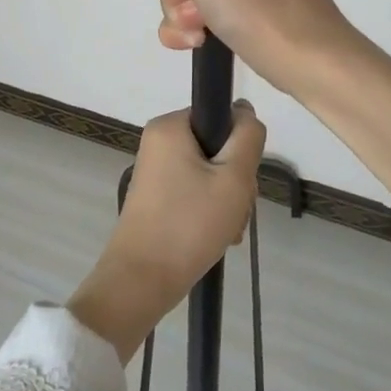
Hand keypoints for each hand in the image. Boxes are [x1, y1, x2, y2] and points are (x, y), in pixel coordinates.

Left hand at [66, 103, 266, 361]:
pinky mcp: (157, 196)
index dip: (240, 145)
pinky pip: (194, 191)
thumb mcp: (234, 178)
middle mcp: (158, 142)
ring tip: (227, 230)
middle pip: (217, 147)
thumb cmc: (189, 224)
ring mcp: (156, 170)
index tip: (241, 178)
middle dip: (235, 180)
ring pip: (210, 173)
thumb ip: (248, 137)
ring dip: (227, 200)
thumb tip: (244, 110)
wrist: (142, 280)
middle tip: (235, 209)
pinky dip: (210, 211)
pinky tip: (217, 236)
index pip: (221, 116)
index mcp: (170, 126)